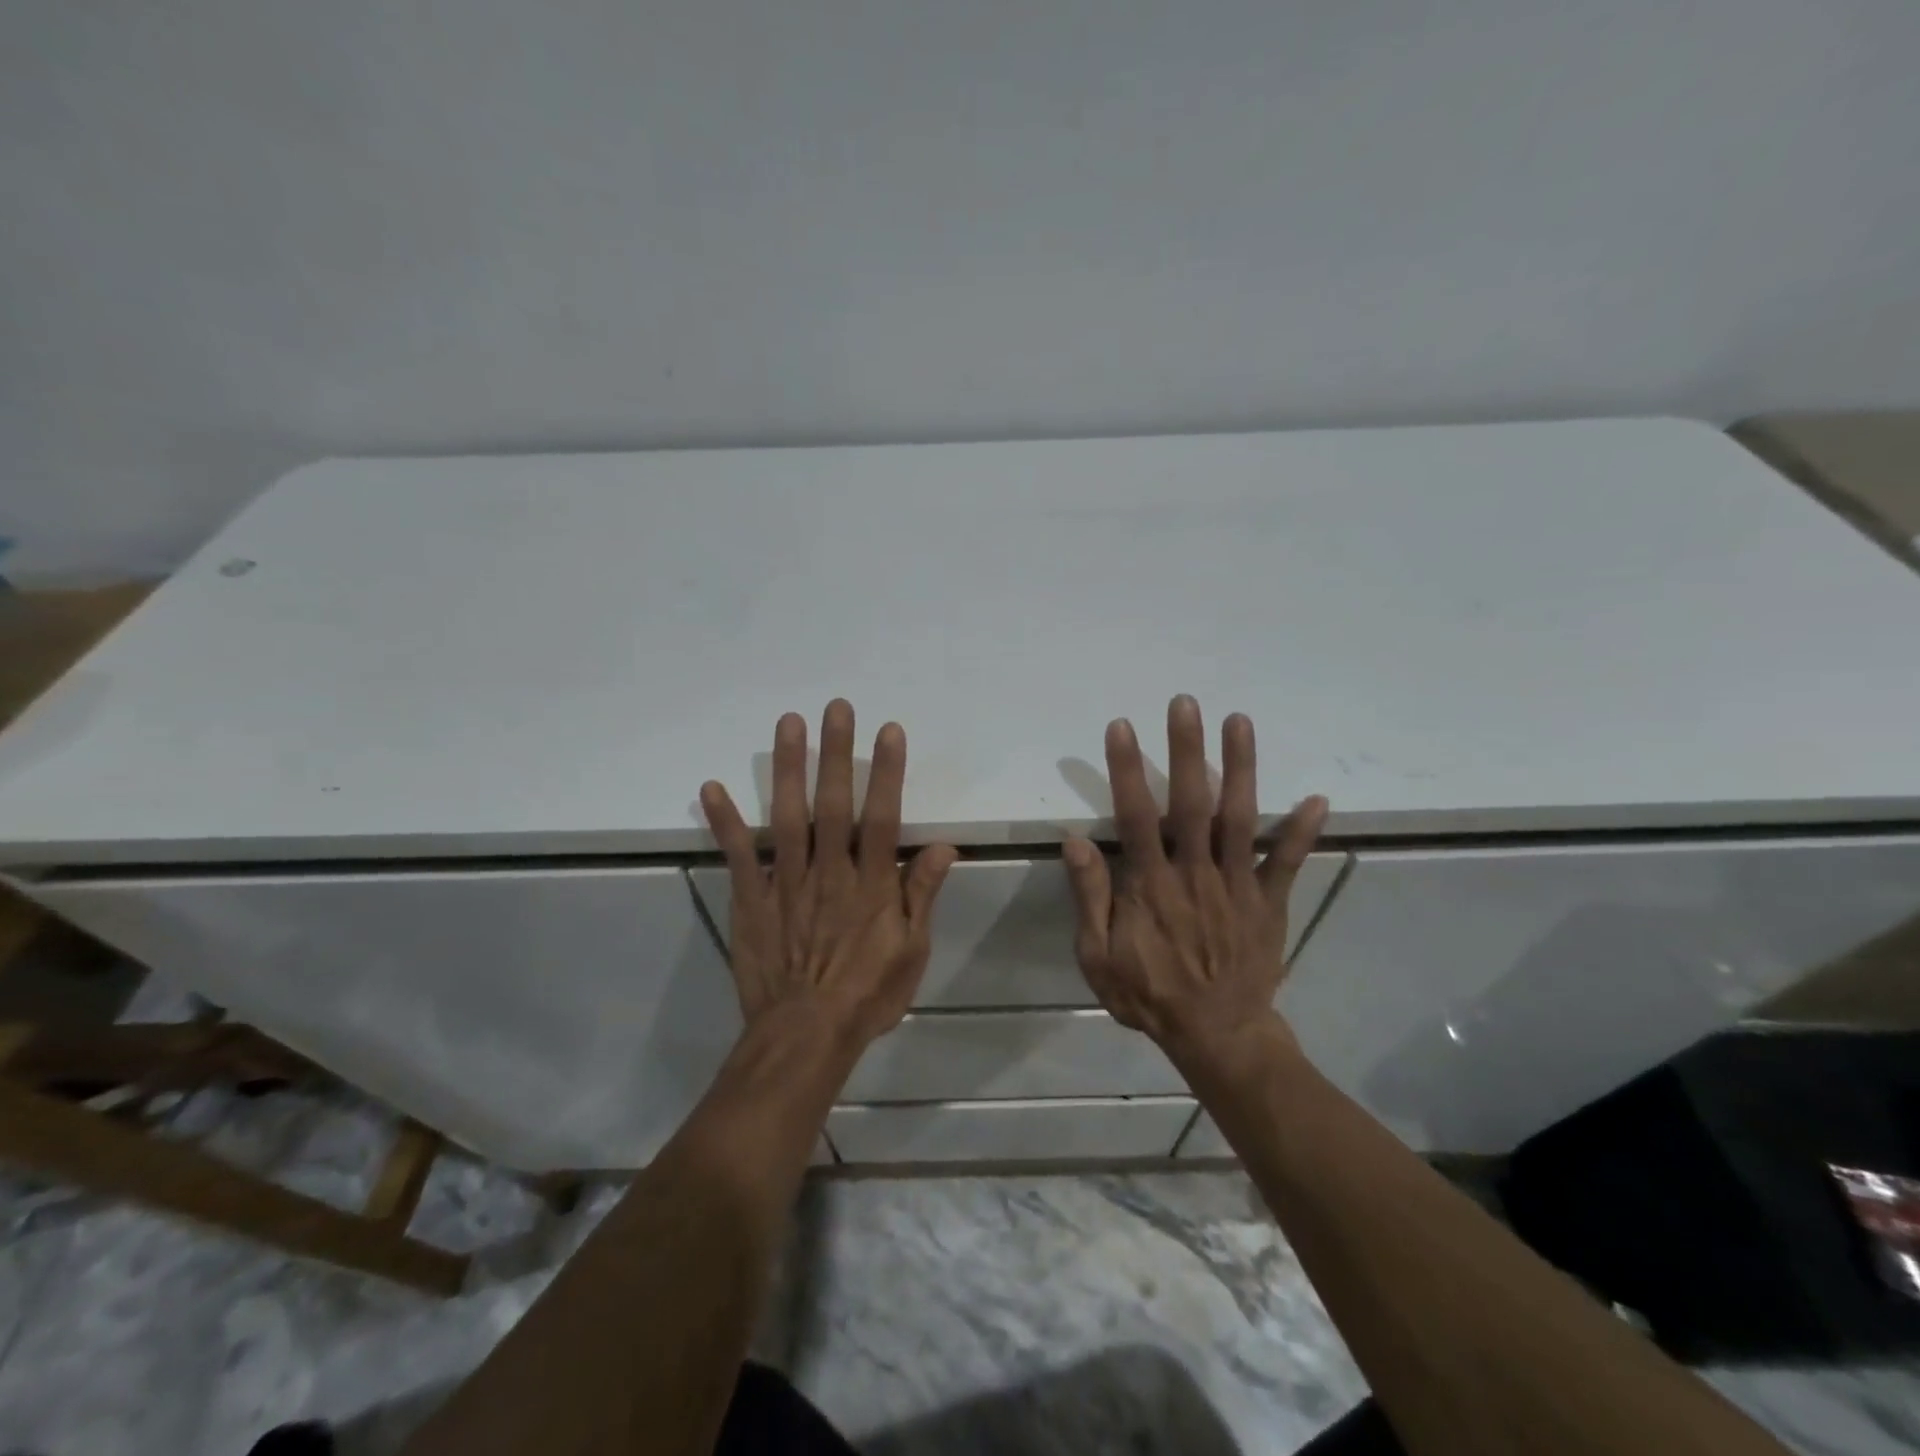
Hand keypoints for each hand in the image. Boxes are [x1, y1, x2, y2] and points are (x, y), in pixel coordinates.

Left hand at [700, 700, 958, 1050]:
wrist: (805, 1037)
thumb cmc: (866, 995)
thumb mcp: (911, 952)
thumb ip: (922, 895)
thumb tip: (943, 847)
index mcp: (871, 885)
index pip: (881, 817)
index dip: (886, 772)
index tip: (887, 731)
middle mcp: (829, 872)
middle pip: (834, 804)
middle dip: (836, 753)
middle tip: (835, 707)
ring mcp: (786, 883)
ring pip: (788, 816)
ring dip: (787, 768)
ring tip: (788, 723)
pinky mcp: (752, 900)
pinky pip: (738, 855)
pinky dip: (725, 821)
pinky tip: (712, 786)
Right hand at [1062, 695, 1327, 1065]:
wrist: (1216, 1036)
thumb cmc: (1150, 994)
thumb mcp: (1099, 957)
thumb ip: (1090, 898)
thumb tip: (1076, 841)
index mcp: (1151, 886)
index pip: (1136, 816)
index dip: (1127, 769)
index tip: (1122, 726)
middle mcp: (1195, 874)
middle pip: (1191, 803)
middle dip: (1186, 750)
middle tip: (1186, 703)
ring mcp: (1237, 885)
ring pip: (1241, 819)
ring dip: (1240, 768)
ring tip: (1240, 721)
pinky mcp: (1269, 902)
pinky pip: (1288, 863)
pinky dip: (1303, 831)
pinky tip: (1318, 797)